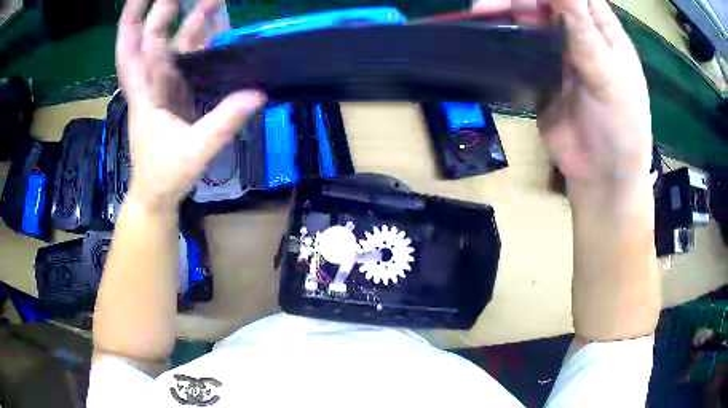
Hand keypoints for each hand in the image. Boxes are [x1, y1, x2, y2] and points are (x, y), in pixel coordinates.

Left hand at [116, 0, 265, 209]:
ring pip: (170, 45)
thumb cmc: (166, 174)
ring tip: (213, 0)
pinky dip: (199, 41)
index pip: (136, 48)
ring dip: (188, 21)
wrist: (156, 194)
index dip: (136, 18)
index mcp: (145, 93)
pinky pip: (184, 59)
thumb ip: (223, 121)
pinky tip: (216, 29)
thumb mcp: (194, 150)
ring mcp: (162, 86)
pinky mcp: (173, 92)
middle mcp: (150, 82)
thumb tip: (258, 93)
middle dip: (161, 10)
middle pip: (148, 39)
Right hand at [473, 0, 652, 201]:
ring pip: (529, 25)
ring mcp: (558, 56)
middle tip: (488, 5)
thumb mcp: (610, 80)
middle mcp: (579, 38)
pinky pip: (520, 52)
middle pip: (546, 5)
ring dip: (506, 18)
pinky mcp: (540, 76)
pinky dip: (503, 44)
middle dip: (520, 1)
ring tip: (480, 16)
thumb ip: (585, 36)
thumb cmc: (621, 129)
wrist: (601, 178)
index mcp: (603, 33)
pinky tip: (487, 40)